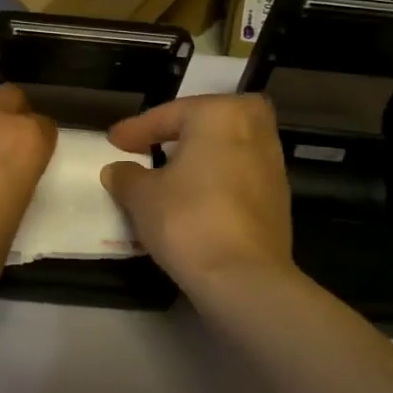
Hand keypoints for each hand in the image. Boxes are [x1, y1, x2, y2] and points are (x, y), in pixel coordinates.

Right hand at [102, 95, 295, 309]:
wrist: (244, 278)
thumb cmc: (188, 219)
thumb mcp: (142, 196)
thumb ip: (127, 176)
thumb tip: (117, 171)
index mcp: (220, 114)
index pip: (169, 115)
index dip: (136, 130)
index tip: (113, 141)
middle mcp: (254, 130)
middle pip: (210, 121)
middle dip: (183, 130)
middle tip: (155, 143)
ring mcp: (272, 165)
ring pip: (229, 148)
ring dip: (202, 155)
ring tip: (172, 173)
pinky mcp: (279, 198)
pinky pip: (240, 175)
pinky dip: (217, 179)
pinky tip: (196, 197)